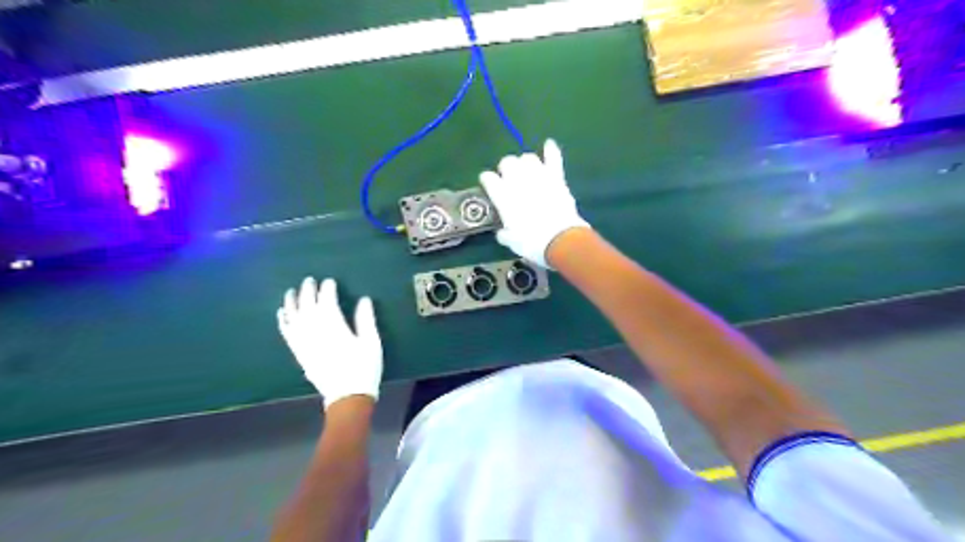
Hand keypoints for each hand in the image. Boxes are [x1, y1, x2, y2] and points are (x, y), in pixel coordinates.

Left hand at [277, 277, 383, 407]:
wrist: (347, 397)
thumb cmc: (364, 368)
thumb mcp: (372, 343)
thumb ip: (366, 320)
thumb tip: (363, 299)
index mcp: (335, 328)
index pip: (327, 302)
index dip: (327, 289)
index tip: (329, 281)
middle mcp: (315, 332)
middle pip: (308, 307)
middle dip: (308, 292)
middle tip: (309, 280)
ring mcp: (305, 344)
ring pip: (294, 318)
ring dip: (292, 303)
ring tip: (291, 291)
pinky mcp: (299, 354)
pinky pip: (287, 334)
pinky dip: (283, 321)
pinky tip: (282, 313)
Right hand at [480, 138, 587, 265]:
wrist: (560, 240)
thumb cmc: (531, 243)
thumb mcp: (511, 242)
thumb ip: (504, 233)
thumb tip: (502, 231)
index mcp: (502, 195)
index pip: (488, 178)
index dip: (488, 181)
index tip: (489, 185)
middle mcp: (517, 180)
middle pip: (507, 162)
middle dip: (506, 168)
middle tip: (509, 179)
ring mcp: (538, 176)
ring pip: (528, 157)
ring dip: (525, 163)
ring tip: (527, 171)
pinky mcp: (556, 177)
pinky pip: (553, 157)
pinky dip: (551, 150)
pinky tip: (549, 145)